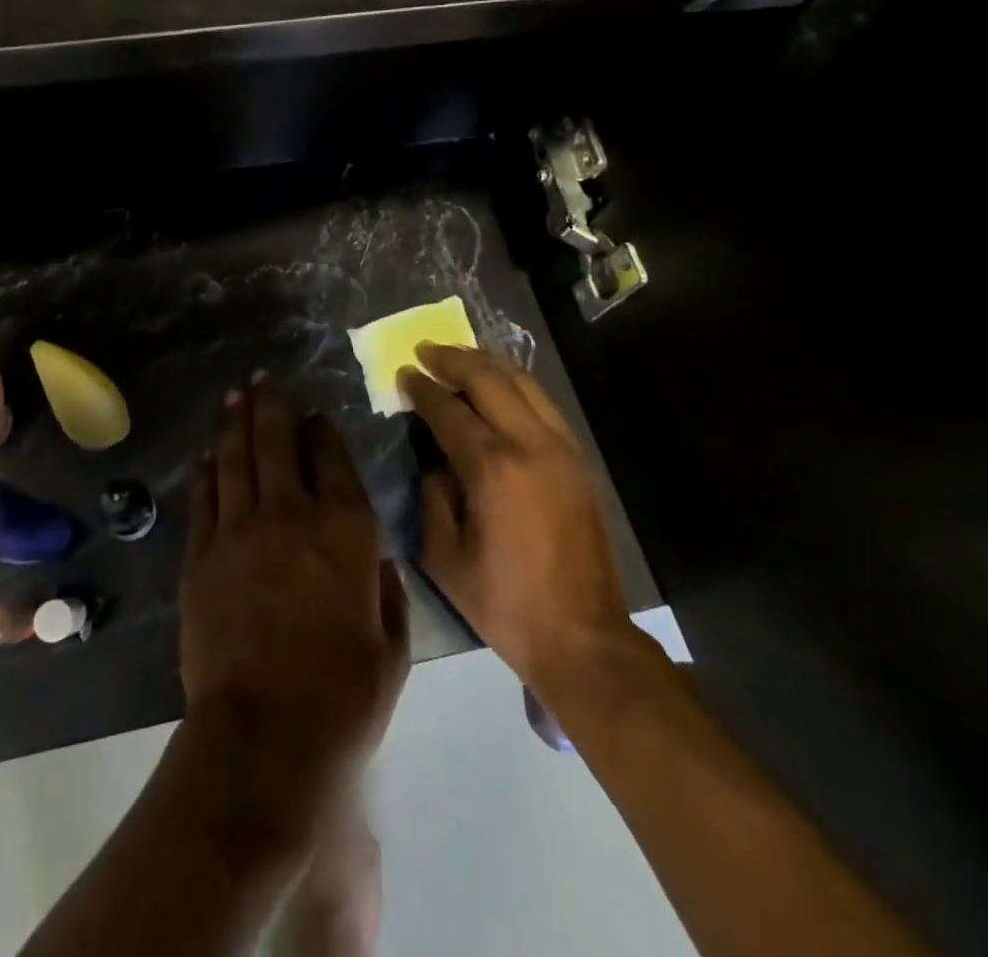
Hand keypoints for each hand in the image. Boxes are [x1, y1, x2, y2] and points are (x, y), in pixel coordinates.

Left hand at [181, 377, 408, 790]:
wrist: (265, 737)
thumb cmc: (343, 697)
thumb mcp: (392, 648)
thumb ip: (388, 594)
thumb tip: (377, 564)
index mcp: (346, 529)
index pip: (332, 457)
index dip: (322, 430)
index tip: (314, 415)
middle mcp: (291, 513)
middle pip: (277, 441)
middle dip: (271, 405)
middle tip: (262, 379)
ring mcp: (240, 530)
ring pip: (236, 458)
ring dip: (235, 423)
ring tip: (235, 396)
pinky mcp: (201, 555)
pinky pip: (204, 498)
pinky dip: (207, 471)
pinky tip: (207, 454)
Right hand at [401, 344, 635, 692]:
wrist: (583, 636)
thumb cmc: (504, 603)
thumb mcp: (444, 557)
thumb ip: (433, 497)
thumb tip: (438, 463)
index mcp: (492, 469)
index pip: (449, 410)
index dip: (422, 389)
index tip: (404, 372)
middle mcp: (530, 445)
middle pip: (489, 379)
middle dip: (453, 359)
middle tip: (426, 350)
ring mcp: (561, 449)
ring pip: (523, 383)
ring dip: (487, 364)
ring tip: (459, 357)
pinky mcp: (578, 460)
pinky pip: (543, 404)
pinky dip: (515, 385)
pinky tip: (498, 387)